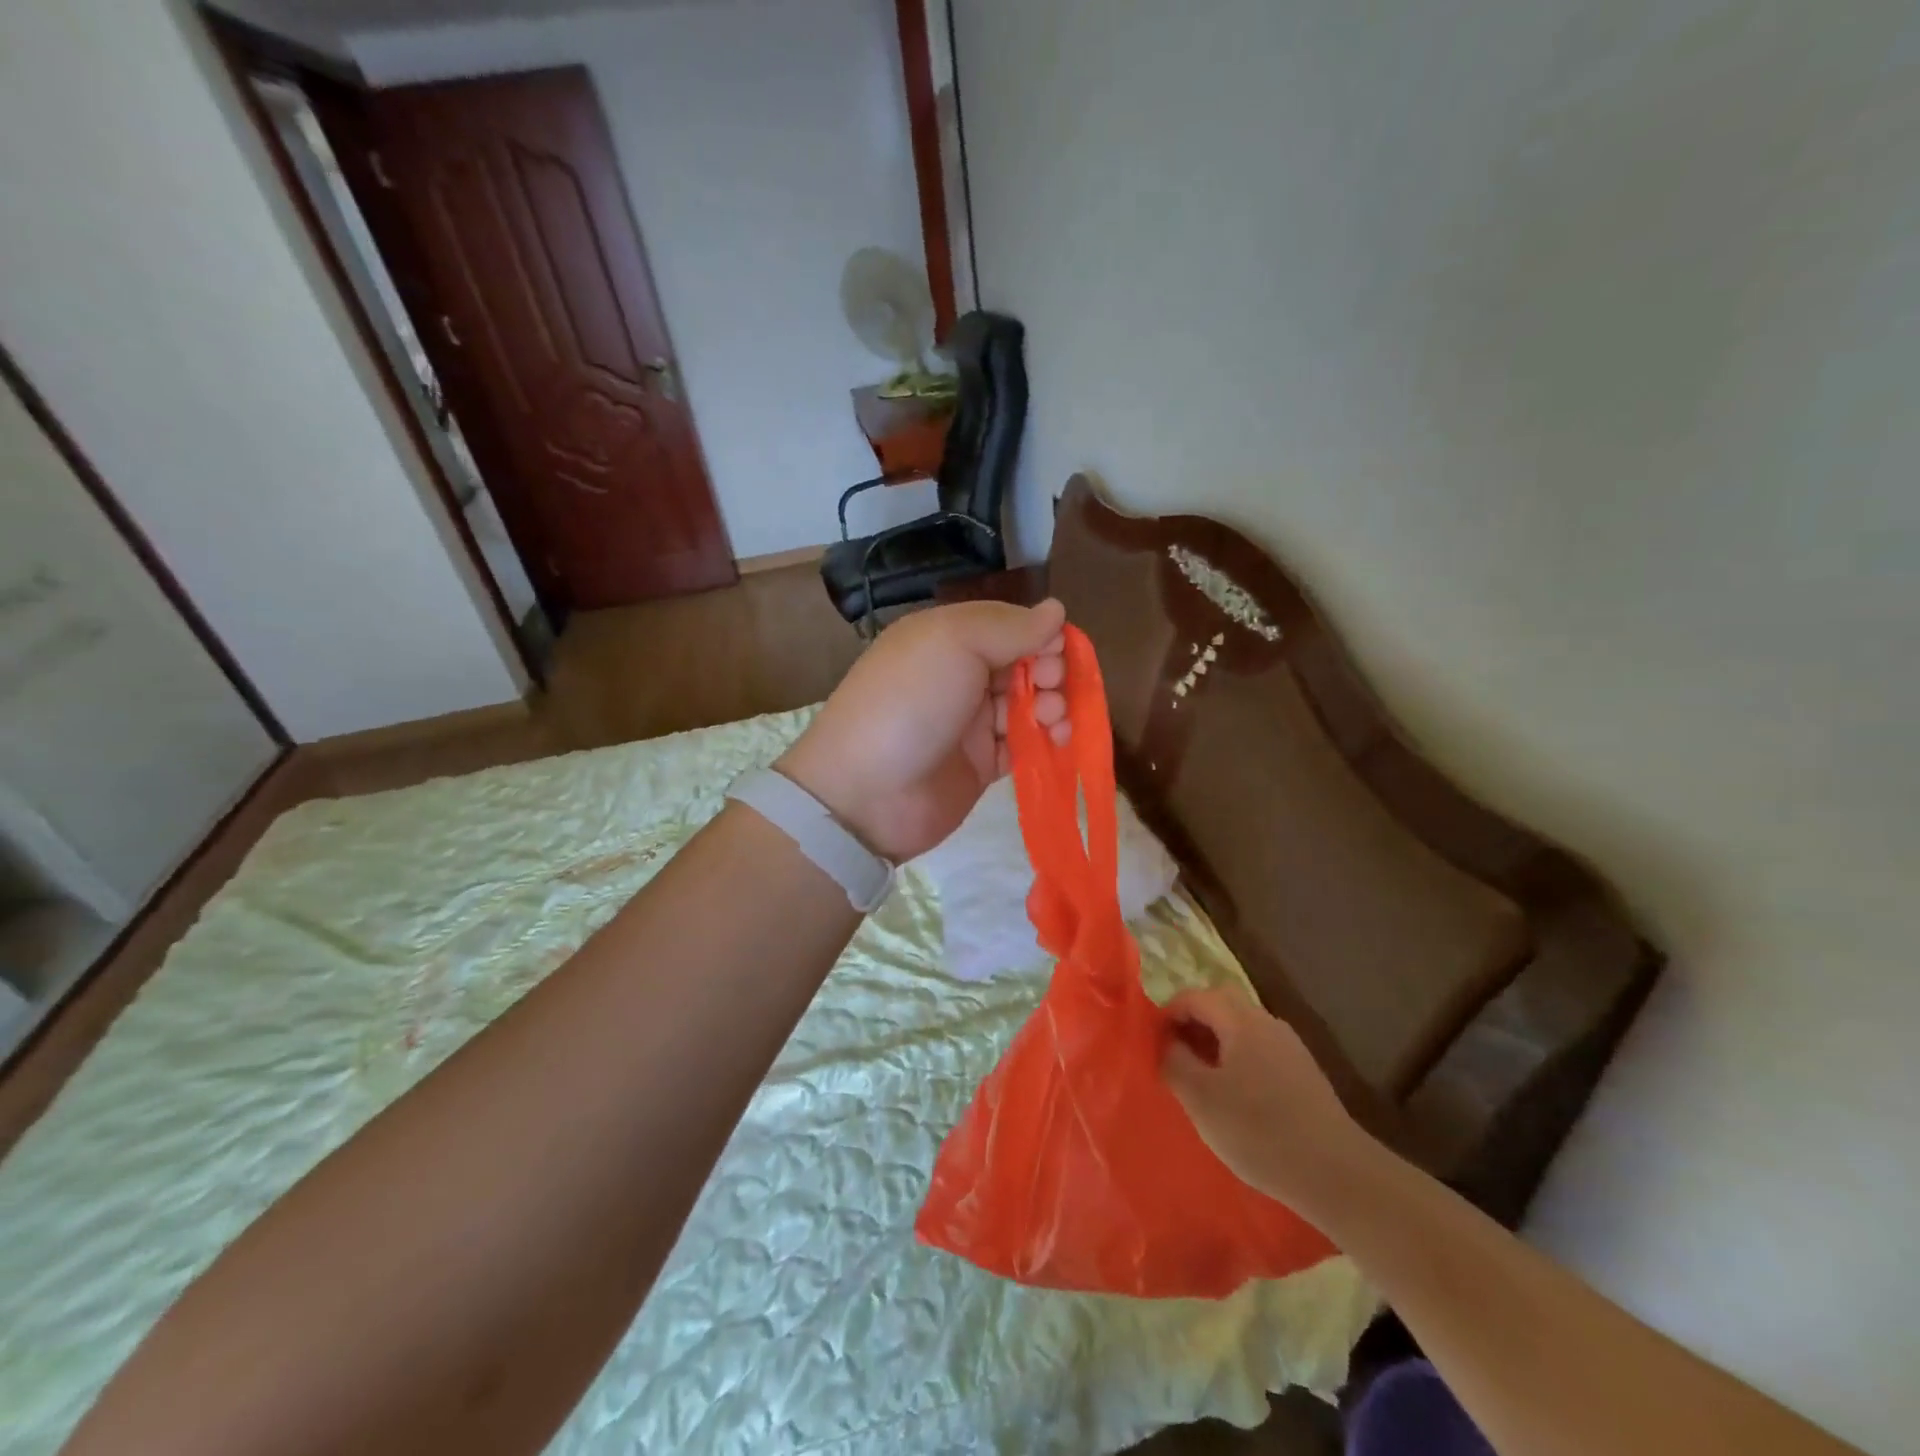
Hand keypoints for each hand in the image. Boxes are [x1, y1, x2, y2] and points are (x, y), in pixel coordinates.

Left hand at [776, 599, 1070, 860]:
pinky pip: (1023, 745)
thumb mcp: (952, 643)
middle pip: (1021, 664)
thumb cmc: (909, 703)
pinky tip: (1059, 741)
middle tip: (1051, 686)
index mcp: (945, 639)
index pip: (1006, 625)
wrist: (866, 793)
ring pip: (1027, 704)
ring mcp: (970, 724)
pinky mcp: (981, 765)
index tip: (1059, 649)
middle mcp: (959, 676)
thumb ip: (1008, 627)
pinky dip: (1045, 740)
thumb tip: (1056, 610)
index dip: (1038, 633)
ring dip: (1051, 705)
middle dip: (1048, 670)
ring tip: (1054, 719)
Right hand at [1160, 986, 1373, 1215]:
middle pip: (1221, 1004)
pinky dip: (1239, 1059)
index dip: (1169, 1013)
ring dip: (1217, 1041)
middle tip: (1176, 1054)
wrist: (1337, 1174)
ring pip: (1243, 1027)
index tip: (1154, 1043)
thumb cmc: (1259, 1131)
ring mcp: (1290, 1046)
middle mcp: (1267, 1022)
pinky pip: (1260, 1049)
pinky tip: (1237, 1097)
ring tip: (1202, 1078)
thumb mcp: (1201, 1098)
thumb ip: (1174, 1061)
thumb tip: (1165, 1042)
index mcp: (1240, 1021)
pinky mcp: (1305, 1073)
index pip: (1195, 996)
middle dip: (1194, 1022)